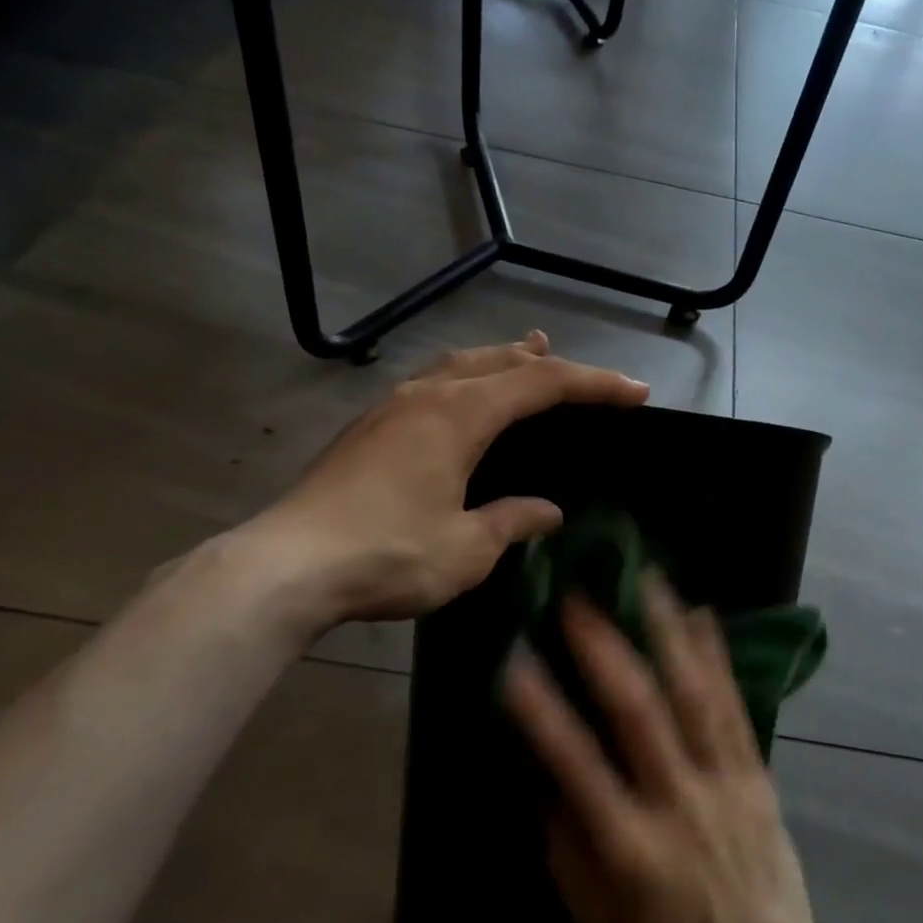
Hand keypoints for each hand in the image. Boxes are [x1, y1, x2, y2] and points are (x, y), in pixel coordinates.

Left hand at [243, 332, 648, 624]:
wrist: (288, 565)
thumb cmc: (388, 554)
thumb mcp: (466, 548)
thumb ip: (511, 522)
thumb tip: (547, 512)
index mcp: (460, 414)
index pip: (543, 383)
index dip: (594, 385)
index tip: (634, 393)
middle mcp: (426, 396)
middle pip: (498, 362)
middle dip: (545, 363)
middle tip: (578, 372)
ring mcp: (389, 408)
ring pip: (457, 366)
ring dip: (497, 362)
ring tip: (523, 357)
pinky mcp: (366, 429)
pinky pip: (429, 385)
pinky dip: (461, 381)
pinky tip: (457, 401)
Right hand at [500, 574, 840, 922]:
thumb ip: (568, 843)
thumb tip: (548, 772)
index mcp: (628, 848)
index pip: (574, 763)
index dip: (540, 707)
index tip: (513, 657)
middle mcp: (678, 803)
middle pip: (639, 712)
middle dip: (604, 649)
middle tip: (578, 597)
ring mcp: (725, 785)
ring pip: (694, 694)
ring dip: (667, 632)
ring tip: (646, 580)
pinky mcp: (757, 778)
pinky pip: (735, 708)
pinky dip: (717, 658)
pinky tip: (703, 617)